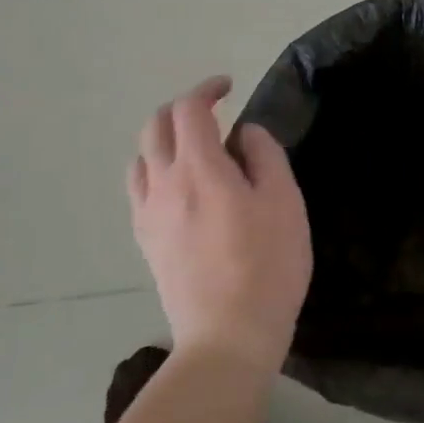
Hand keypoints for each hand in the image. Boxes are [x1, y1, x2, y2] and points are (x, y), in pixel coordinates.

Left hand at [127, 77, 311, 373]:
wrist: (227, 335)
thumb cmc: (267, 265)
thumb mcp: (284, 202)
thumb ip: (264, 156)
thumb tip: (244, 133)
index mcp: (199, 168)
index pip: (189, 109)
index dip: (207, 89)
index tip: (229, 87)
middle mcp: (163, 183)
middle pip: (155, 125)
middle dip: (182, 109)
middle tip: (213, 113)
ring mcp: (148, 213)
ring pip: (141, 156)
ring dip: (164, 139)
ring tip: (193, 149)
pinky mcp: (145, 240)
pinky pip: (139, 188)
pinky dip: (155, 170)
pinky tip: (179, 187)